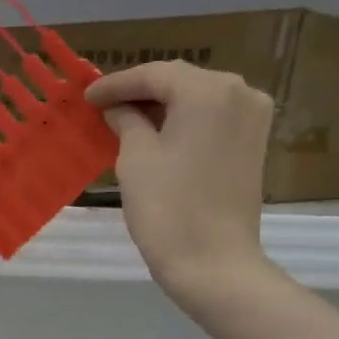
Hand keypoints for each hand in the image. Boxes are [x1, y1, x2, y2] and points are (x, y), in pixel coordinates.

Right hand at [84, 62, 274, 304]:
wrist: (213, 264)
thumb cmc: (168, 210)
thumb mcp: (136, 159)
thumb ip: (126, 122)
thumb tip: (118, 109)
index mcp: (209, 90)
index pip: (154, 74)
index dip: (116, 84)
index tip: (86, 97)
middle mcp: (240, 93)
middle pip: (180, 82)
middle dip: (140, 93)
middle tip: (103, 106)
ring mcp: (252, 119)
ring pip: (197, 100)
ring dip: (162, 108)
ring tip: (125, 120)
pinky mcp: (253, 145)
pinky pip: (211, 120)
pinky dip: (183, 123)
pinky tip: (157, 135)